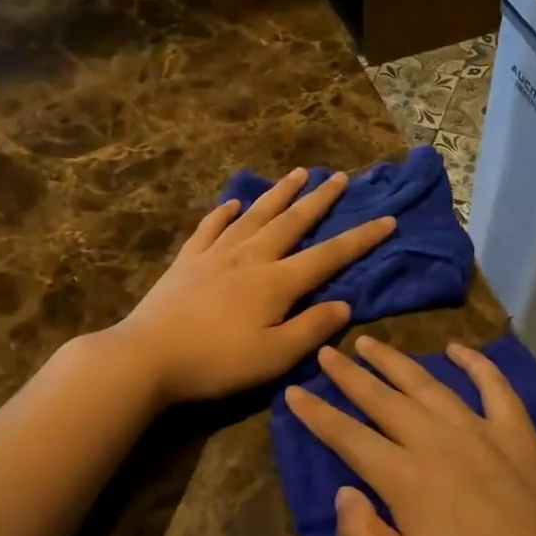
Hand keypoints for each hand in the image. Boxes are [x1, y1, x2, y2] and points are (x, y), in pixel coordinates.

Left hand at [109, 168, 396, 404]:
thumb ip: (312, 328)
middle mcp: (251, 257)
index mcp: (277, 282)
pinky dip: (224, 213)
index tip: (388, 219)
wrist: (147, 356)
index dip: (361, 239)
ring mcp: (216, 255)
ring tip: (297, 173)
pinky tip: (232, 203)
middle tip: (340, 177)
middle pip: (292, 222)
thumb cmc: (217, 362)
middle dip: (320, 200)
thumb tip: (345, 305)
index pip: (329, 256)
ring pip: (255, 216)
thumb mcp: (275, 356)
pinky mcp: (187, 261)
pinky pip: (210, 228)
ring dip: (279, 194)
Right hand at [283, 335, 535, 535]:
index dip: (317, 414)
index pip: (349, 437)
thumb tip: (344, 492)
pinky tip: (457, 349)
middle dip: (349, 374)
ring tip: (370, 342)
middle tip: (326, 352)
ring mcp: (481, 432)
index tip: (294, 392)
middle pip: (383, 399)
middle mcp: (438, 442)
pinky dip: (475, 363)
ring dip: (395, 361)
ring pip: (428, 385)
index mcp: (406, 479)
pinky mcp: (518, 435)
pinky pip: (494, 387)